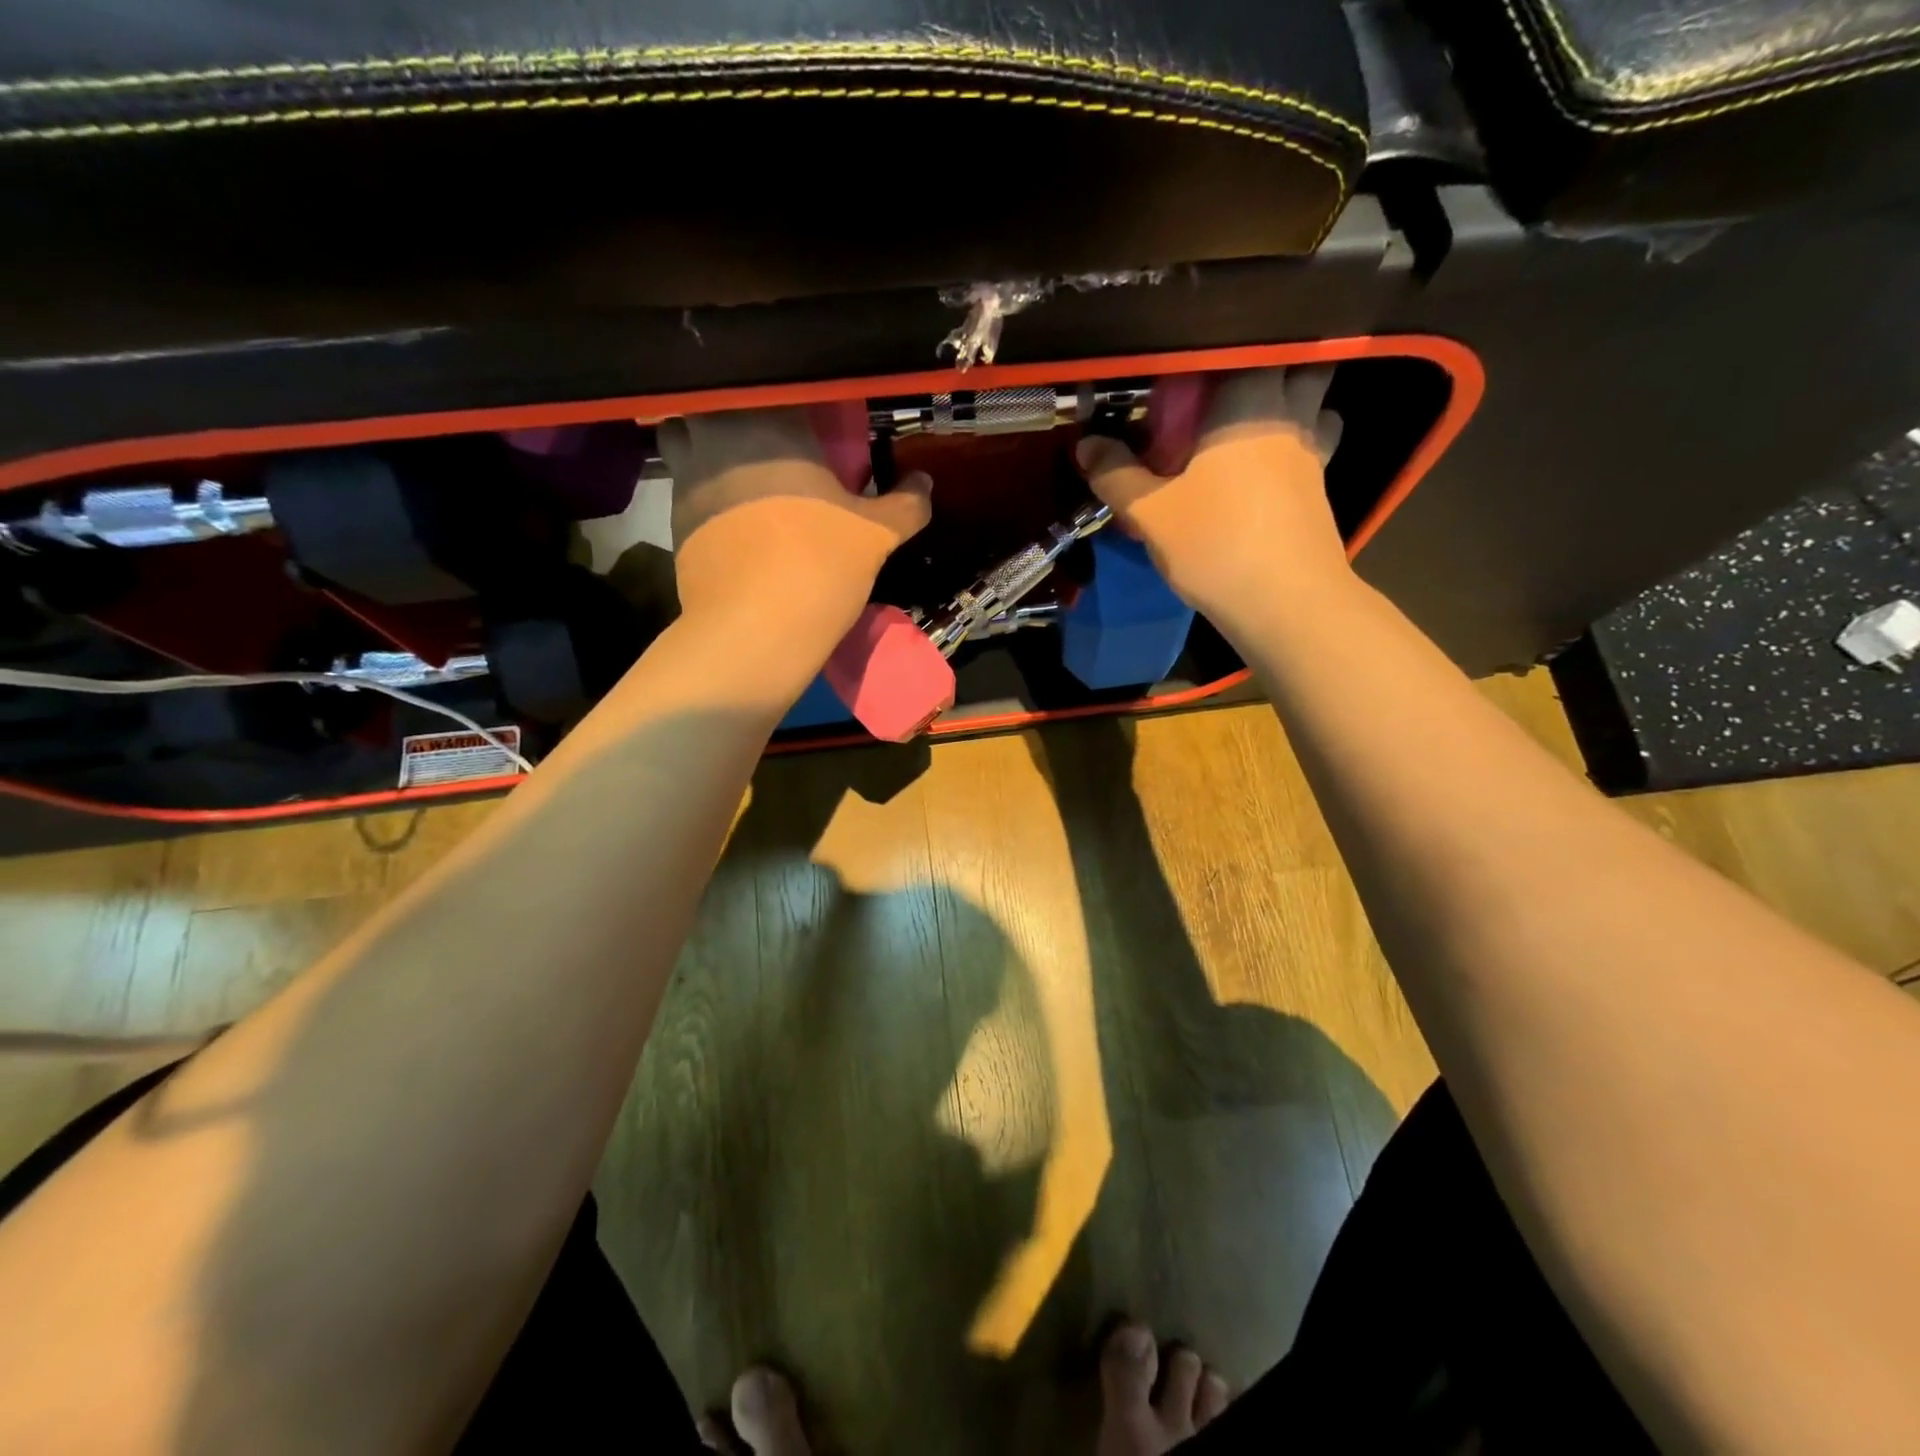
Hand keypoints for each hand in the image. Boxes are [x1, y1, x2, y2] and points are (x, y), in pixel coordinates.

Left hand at [658, 407, 931, 698]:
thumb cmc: (821, 564)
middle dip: (740, 423)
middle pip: (720, 408)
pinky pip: (686, 491)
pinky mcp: (673, 521)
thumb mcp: (878, 534)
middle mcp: (719, 438)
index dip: (792, 407)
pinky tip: (732, 526)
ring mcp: (686, 479)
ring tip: (746, 485)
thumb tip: (925, 482)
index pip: (778, 392)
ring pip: (689, 444)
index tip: (810, 431)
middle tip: (773, 453)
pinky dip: (705, 498)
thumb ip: (906, 503)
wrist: (755, 629)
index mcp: (771, 426)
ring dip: (711, 454)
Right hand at [1075, 367, 1348, 637]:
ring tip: (1249, 425)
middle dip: (1265, 368)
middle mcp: (1289, 416)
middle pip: (1298, 364)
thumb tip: (1085, 444)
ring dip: (1291, 403)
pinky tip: (1264, 471)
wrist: (1285, 603)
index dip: (1214, 354)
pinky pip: (1312, 446)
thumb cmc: (1216, 545)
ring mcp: (1313, 453)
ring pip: (1315, 404)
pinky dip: (1294, 446)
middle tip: (1222, 392)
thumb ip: (1116, 475)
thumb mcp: (1150, 513)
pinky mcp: (1321, 489)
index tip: (1183, 373)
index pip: (1241, 349)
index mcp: (1248, 405)